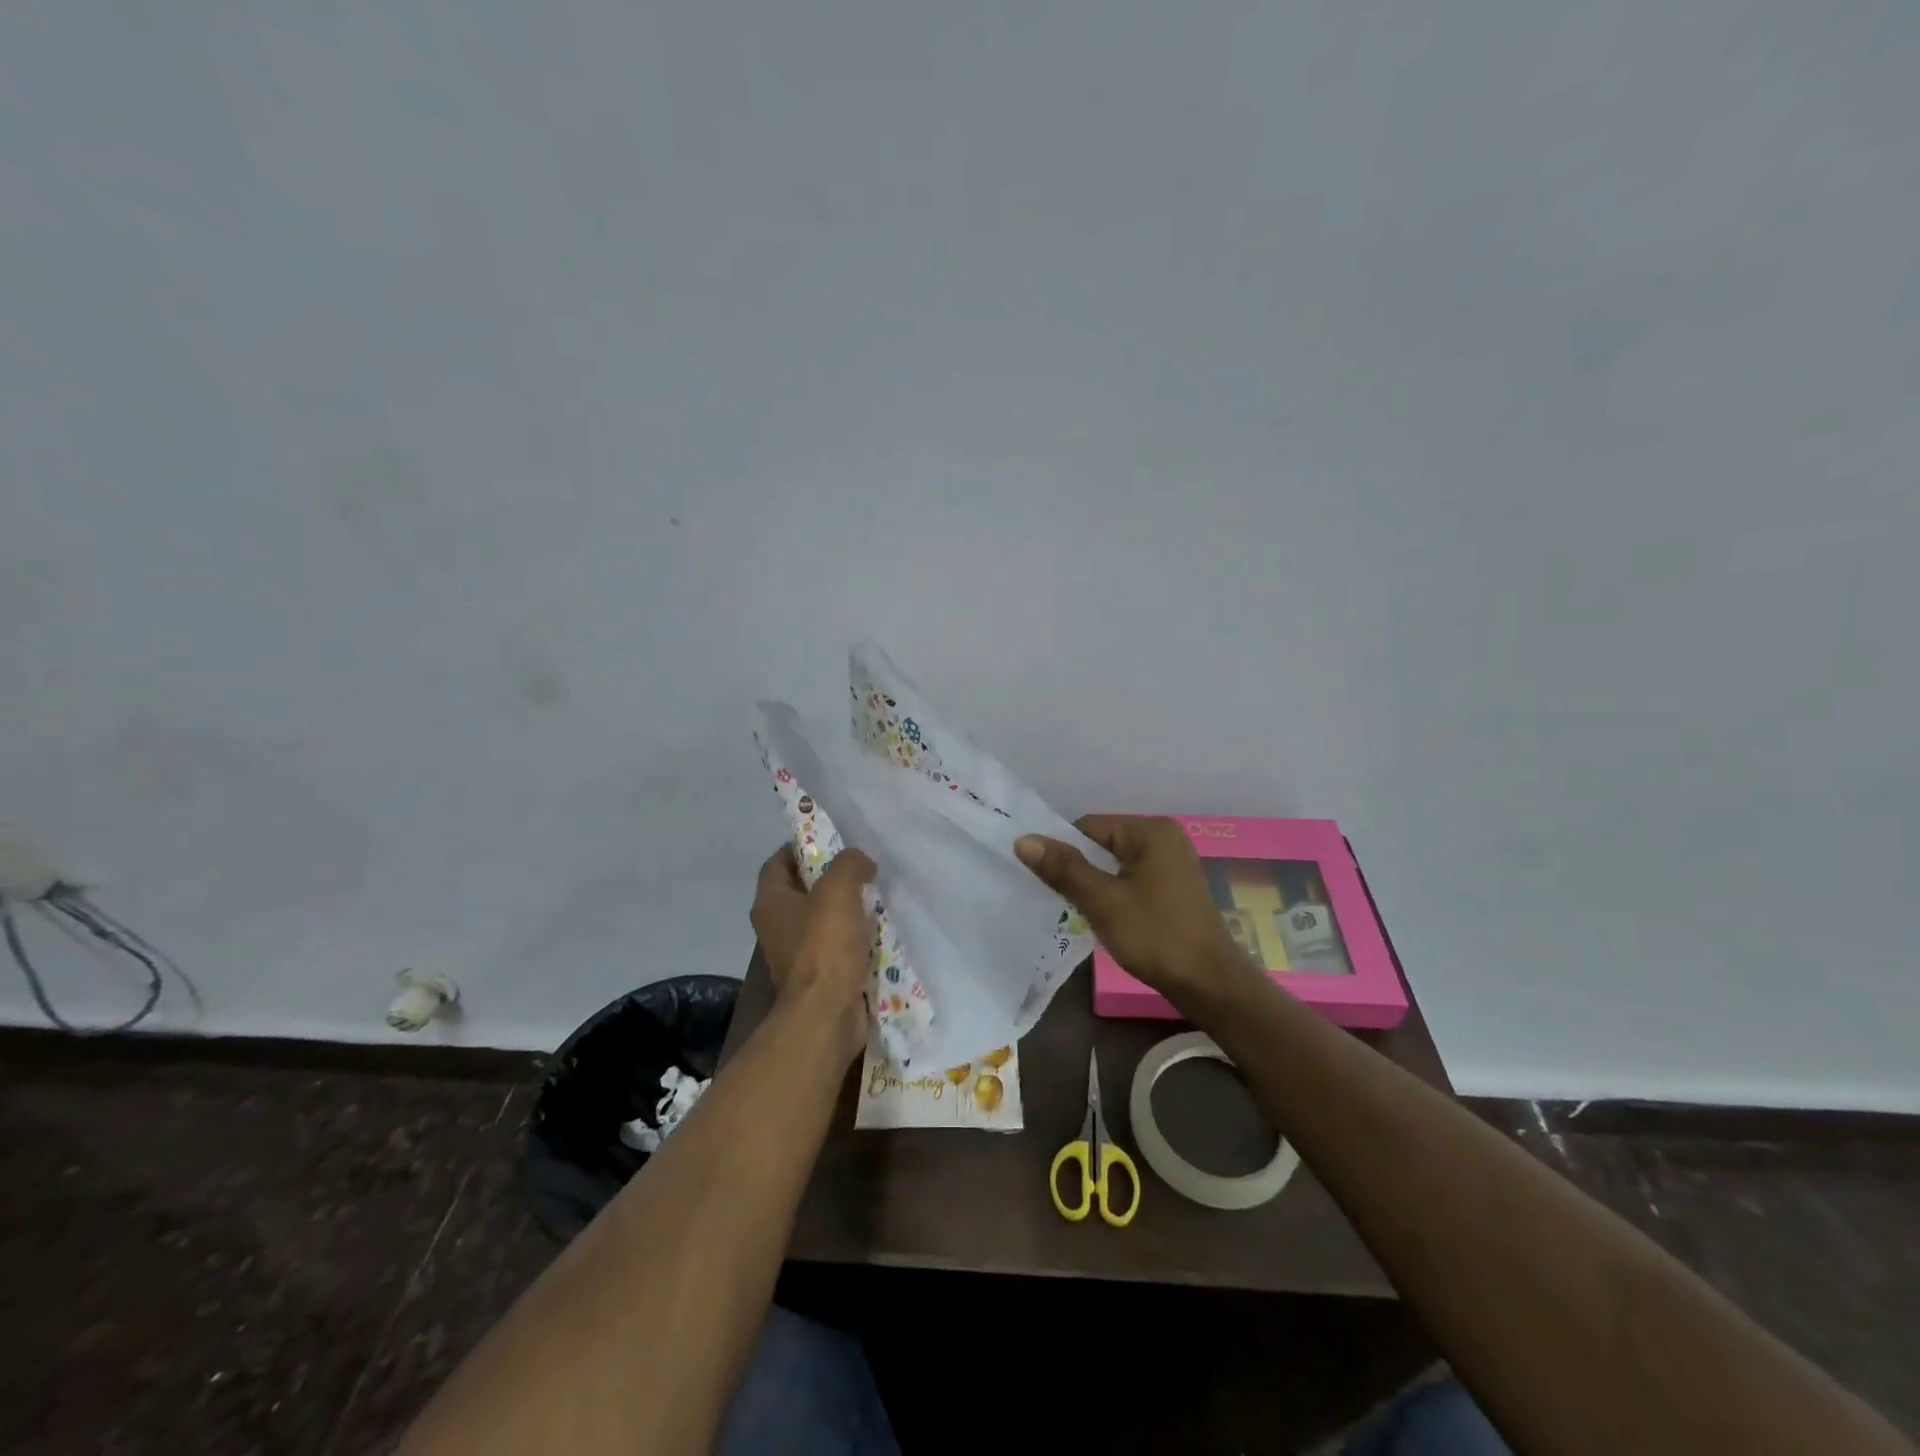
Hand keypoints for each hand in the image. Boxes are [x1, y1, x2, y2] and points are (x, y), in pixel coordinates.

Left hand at [749, 846, 875, 1061]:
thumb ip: (849, 864)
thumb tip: (860, 863)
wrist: (826, 1015)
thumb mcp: (838, 889)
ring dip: (846, 910)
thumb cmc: (824, 946)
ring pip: (822, 920)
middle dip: (831, 878)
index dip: (801, 847)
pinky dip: (855, 939)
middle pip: (803, 890)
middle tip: (861, 868)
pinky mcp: (818, 977)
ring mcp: (796, 955)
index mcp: (770, 903)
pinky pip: (836, 948)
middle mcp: (776, 927)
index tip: (832, 841)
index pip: (777, 862)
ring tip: (876, 897)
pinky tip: (879, 931)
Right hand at [1016, 816, 1255, 1006]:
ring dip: (1094, 883)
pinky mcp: (1173, 887)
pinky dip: (1113, 892)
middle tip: (1055, 897)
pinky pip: (1131, 878)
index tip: (1043, 879)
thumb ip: (1064, 868)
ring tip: (1075, 909)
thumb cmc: (1155, 936)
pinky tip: (1103, 916)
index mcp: (1150, 831)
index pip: (1088, 827)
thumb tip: (1023, 840)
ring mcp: (1172, 863)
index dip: (1061, 850)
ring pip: (1115, 863)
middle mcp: (1164, 838)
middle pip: (1102, 843)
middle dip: (1078, 868)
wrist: (1209, 984)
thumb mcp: (1103, 901)